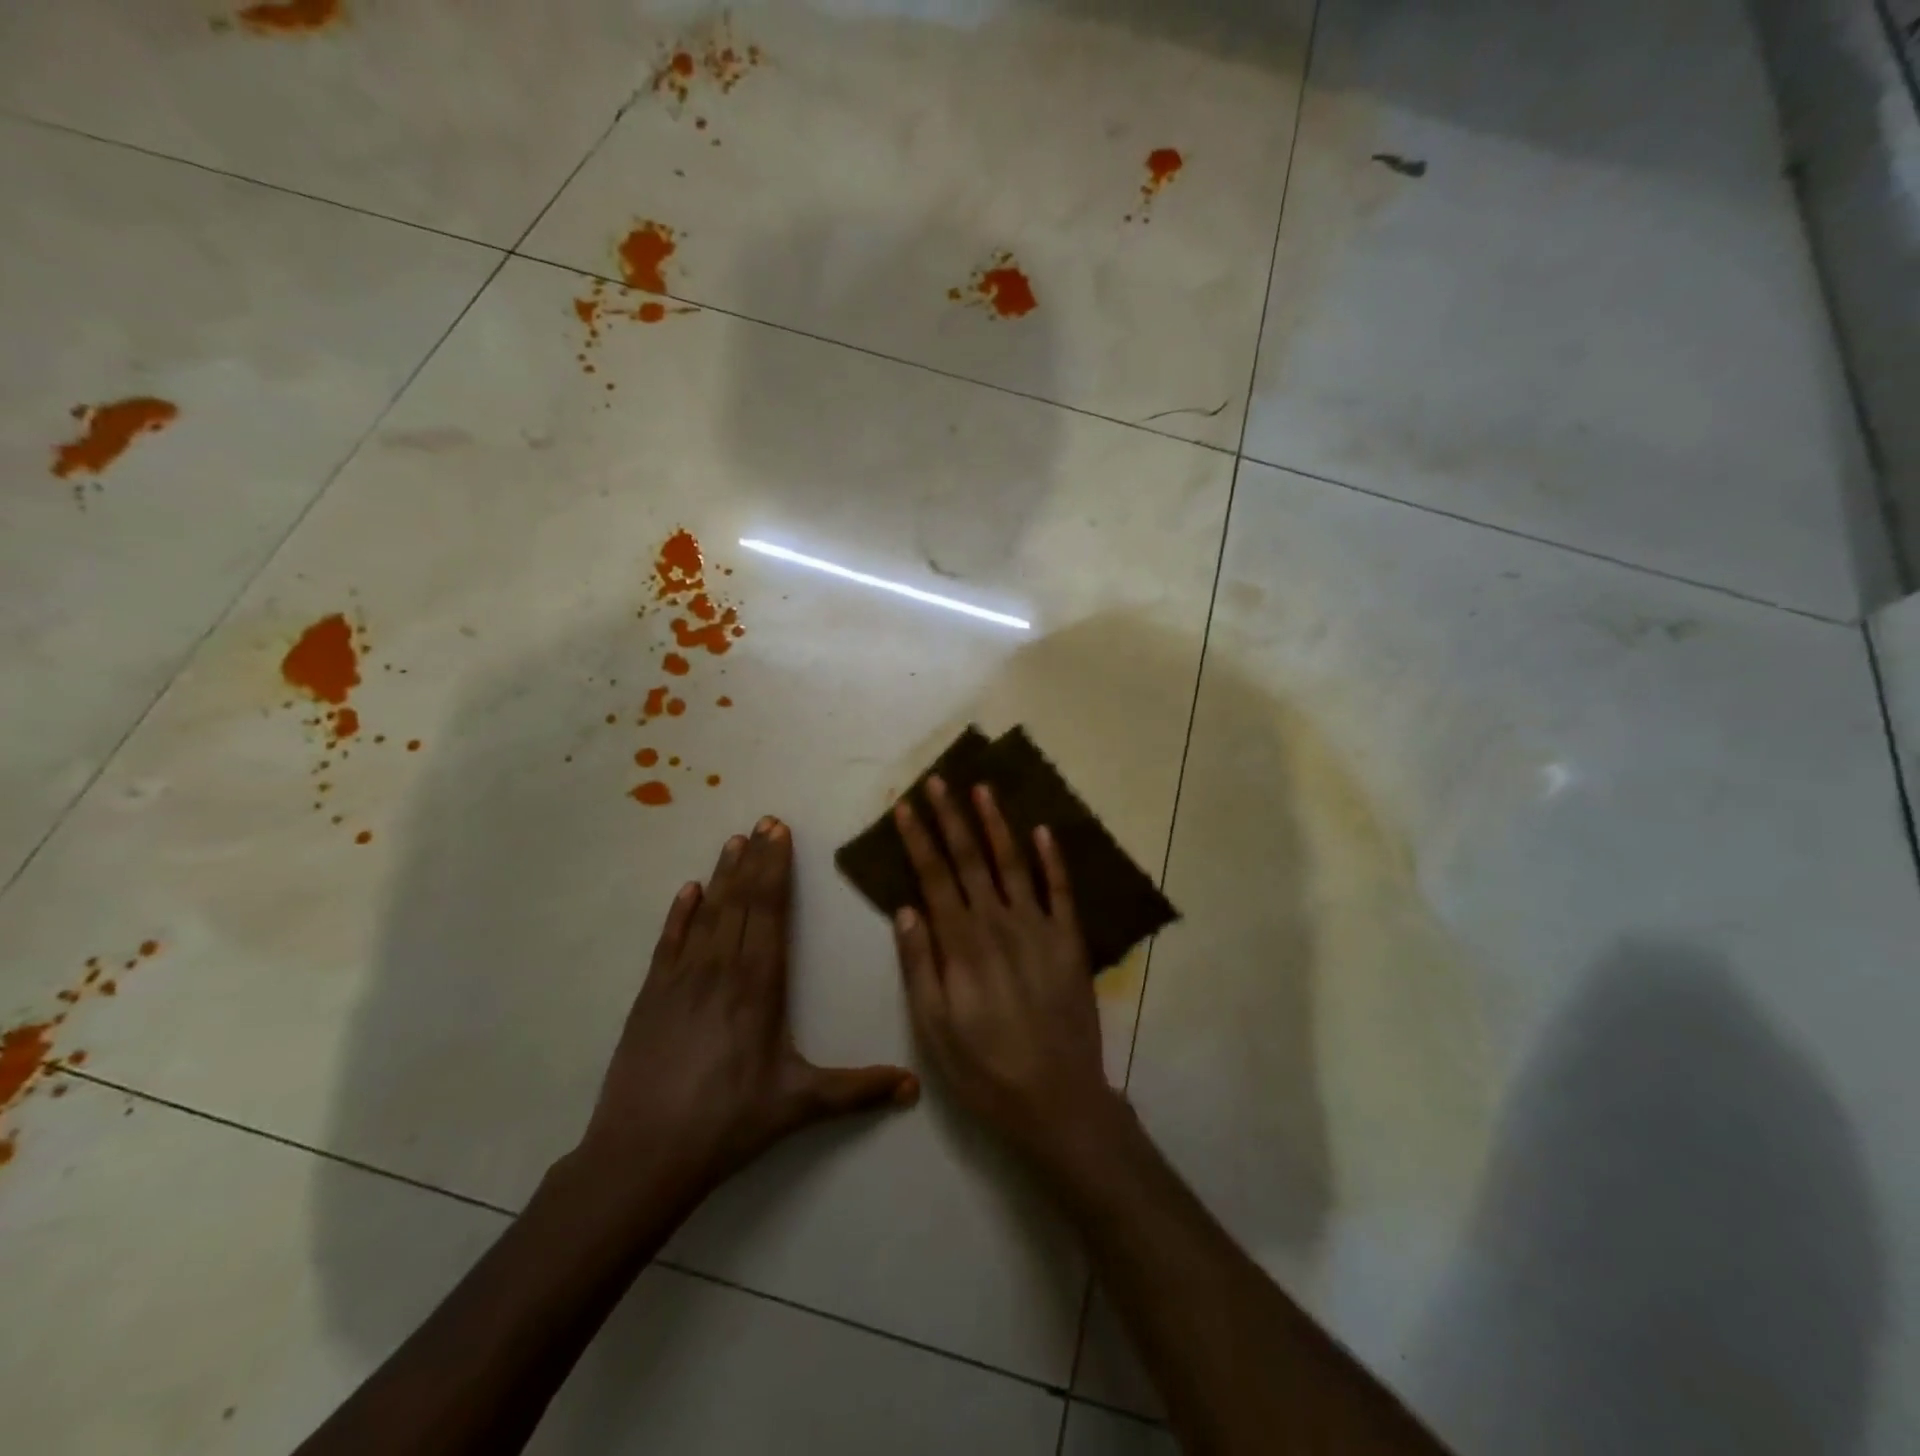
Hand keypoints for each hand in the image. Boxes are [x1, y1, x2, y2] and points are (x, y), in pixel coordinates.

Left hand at [577, 816, 917, 1203]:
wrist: (642, 1155)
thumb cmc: (728, 1124)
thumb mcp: (799, 1105)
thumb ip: (857, 1090)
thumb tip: (914, 1089)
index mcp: (759, 986)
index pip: (771, 912)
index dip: (776, 870)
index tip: (780, 835)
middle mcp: (721, 969)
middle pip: (742, 901)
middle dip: (756, 859)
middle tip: (765, 821)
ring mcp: (681, 979)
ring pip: (708, 913)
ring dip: (723, 875)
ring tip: (734, 840)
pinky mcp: (651, 996)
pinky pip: (669, 942)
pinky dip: (680, 913)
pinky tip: (688, 890)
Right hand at [891, 779, 1120, 1168]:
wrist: (1057, 1100)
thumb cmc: (985, 1069)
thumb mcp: (934, 1028)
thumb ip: (919, 964)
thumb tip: (906, 909)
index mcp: (962, 944)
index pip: (934, 877)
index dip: (918, 839)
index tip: (905, 807)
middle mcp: (999, 924)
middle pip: (970, 859)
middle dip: (951, 817)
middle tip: (938, 780)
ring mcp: (1039, 928)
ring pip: (1013, 863)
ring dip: (996, 824)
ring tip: (982, 789)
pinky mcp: (1070, 941)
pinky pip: (1061, 890)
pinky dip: (1052, 857)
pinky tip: (1042, 829)